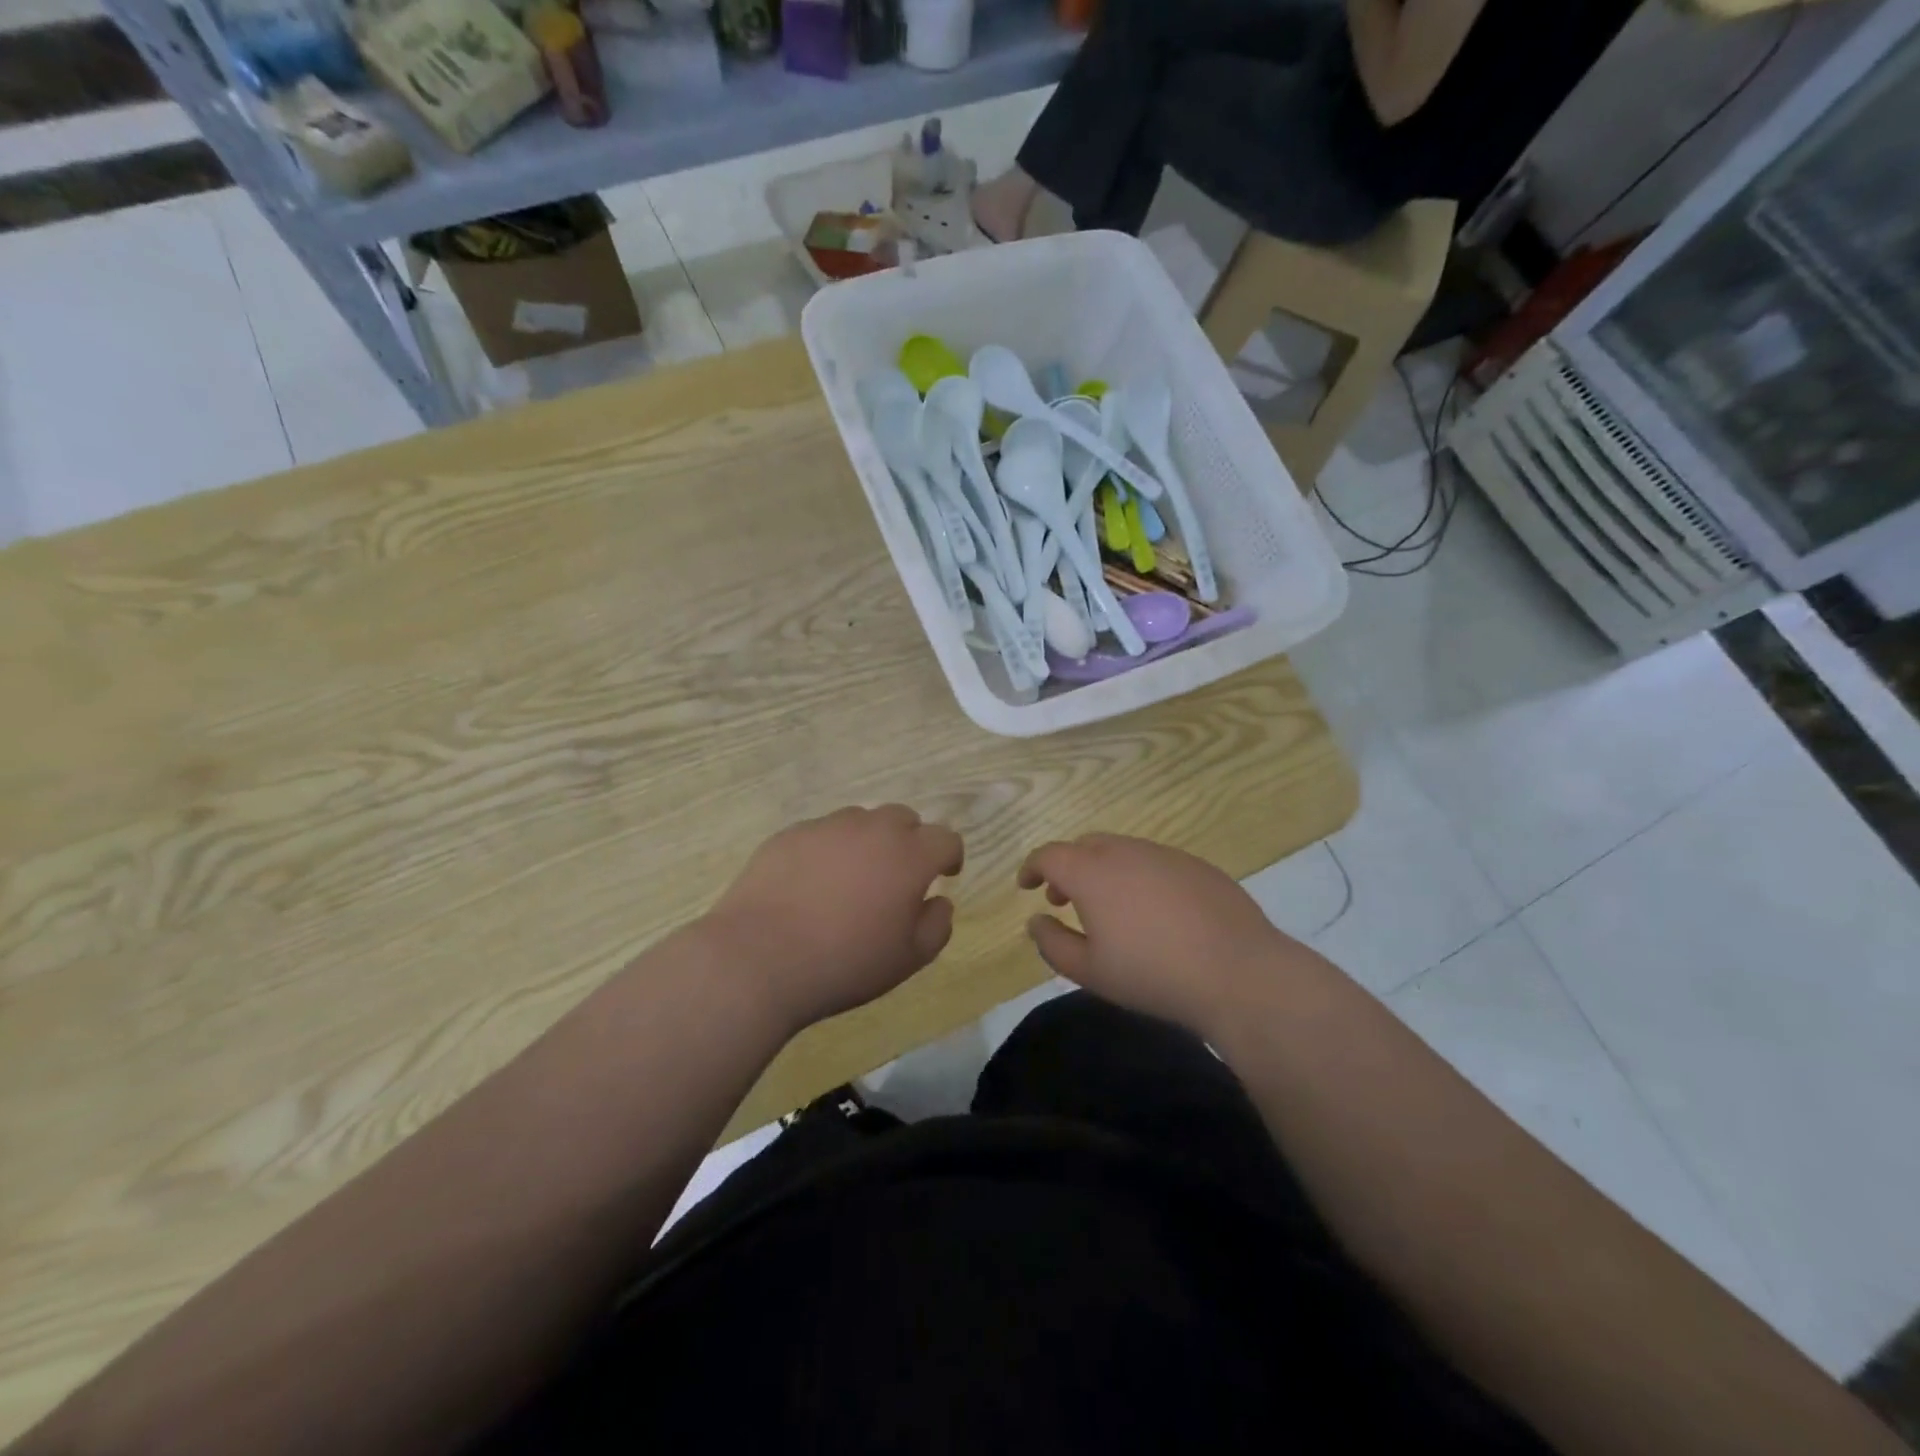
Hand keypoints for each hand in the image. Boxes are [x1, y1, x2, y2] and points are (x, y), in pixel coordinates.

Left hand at [705, 805, 963, 1032]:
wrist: (759, 958)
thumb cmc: (845, 962)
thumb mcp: (908, 959)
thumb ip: (937, 925)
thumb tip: (938, 901)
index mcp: (909, 855)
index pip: (945, 839)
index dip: (949, 857)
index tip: (944, 875)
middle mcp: (872, 829)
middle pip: (903, 818)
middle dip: (909, 841)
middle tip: (897, 876)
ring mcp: (826, 827)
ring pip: (860, 821)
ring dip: (867, 842)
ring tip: (851, 879)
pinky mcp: (788, 835)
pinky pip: (820, 833)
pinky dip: (827, 850)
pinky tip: (811, 884)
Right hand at [1018, 834, 1311, 1036]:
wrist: (1237, 972)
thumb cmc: (1152, 974)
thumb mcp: (1090, 971)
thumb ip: (1053, 943)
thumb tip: (1036, 920)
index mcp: (1092, 872)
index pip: (1049, 855)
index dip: (1032, 867)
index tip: (1027, 886)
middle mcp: (1125, 851)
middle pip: (1085, 845)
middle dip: (1067, 867)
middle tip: (1065, 899)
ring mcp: (1165, 854)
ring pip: (1121, 850)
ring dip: (1103, 869)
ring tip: (1109, 907)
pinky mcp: (1197, 865)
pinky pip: (1154, 861)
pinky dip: (1138, 875)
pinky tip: (1154, 911)